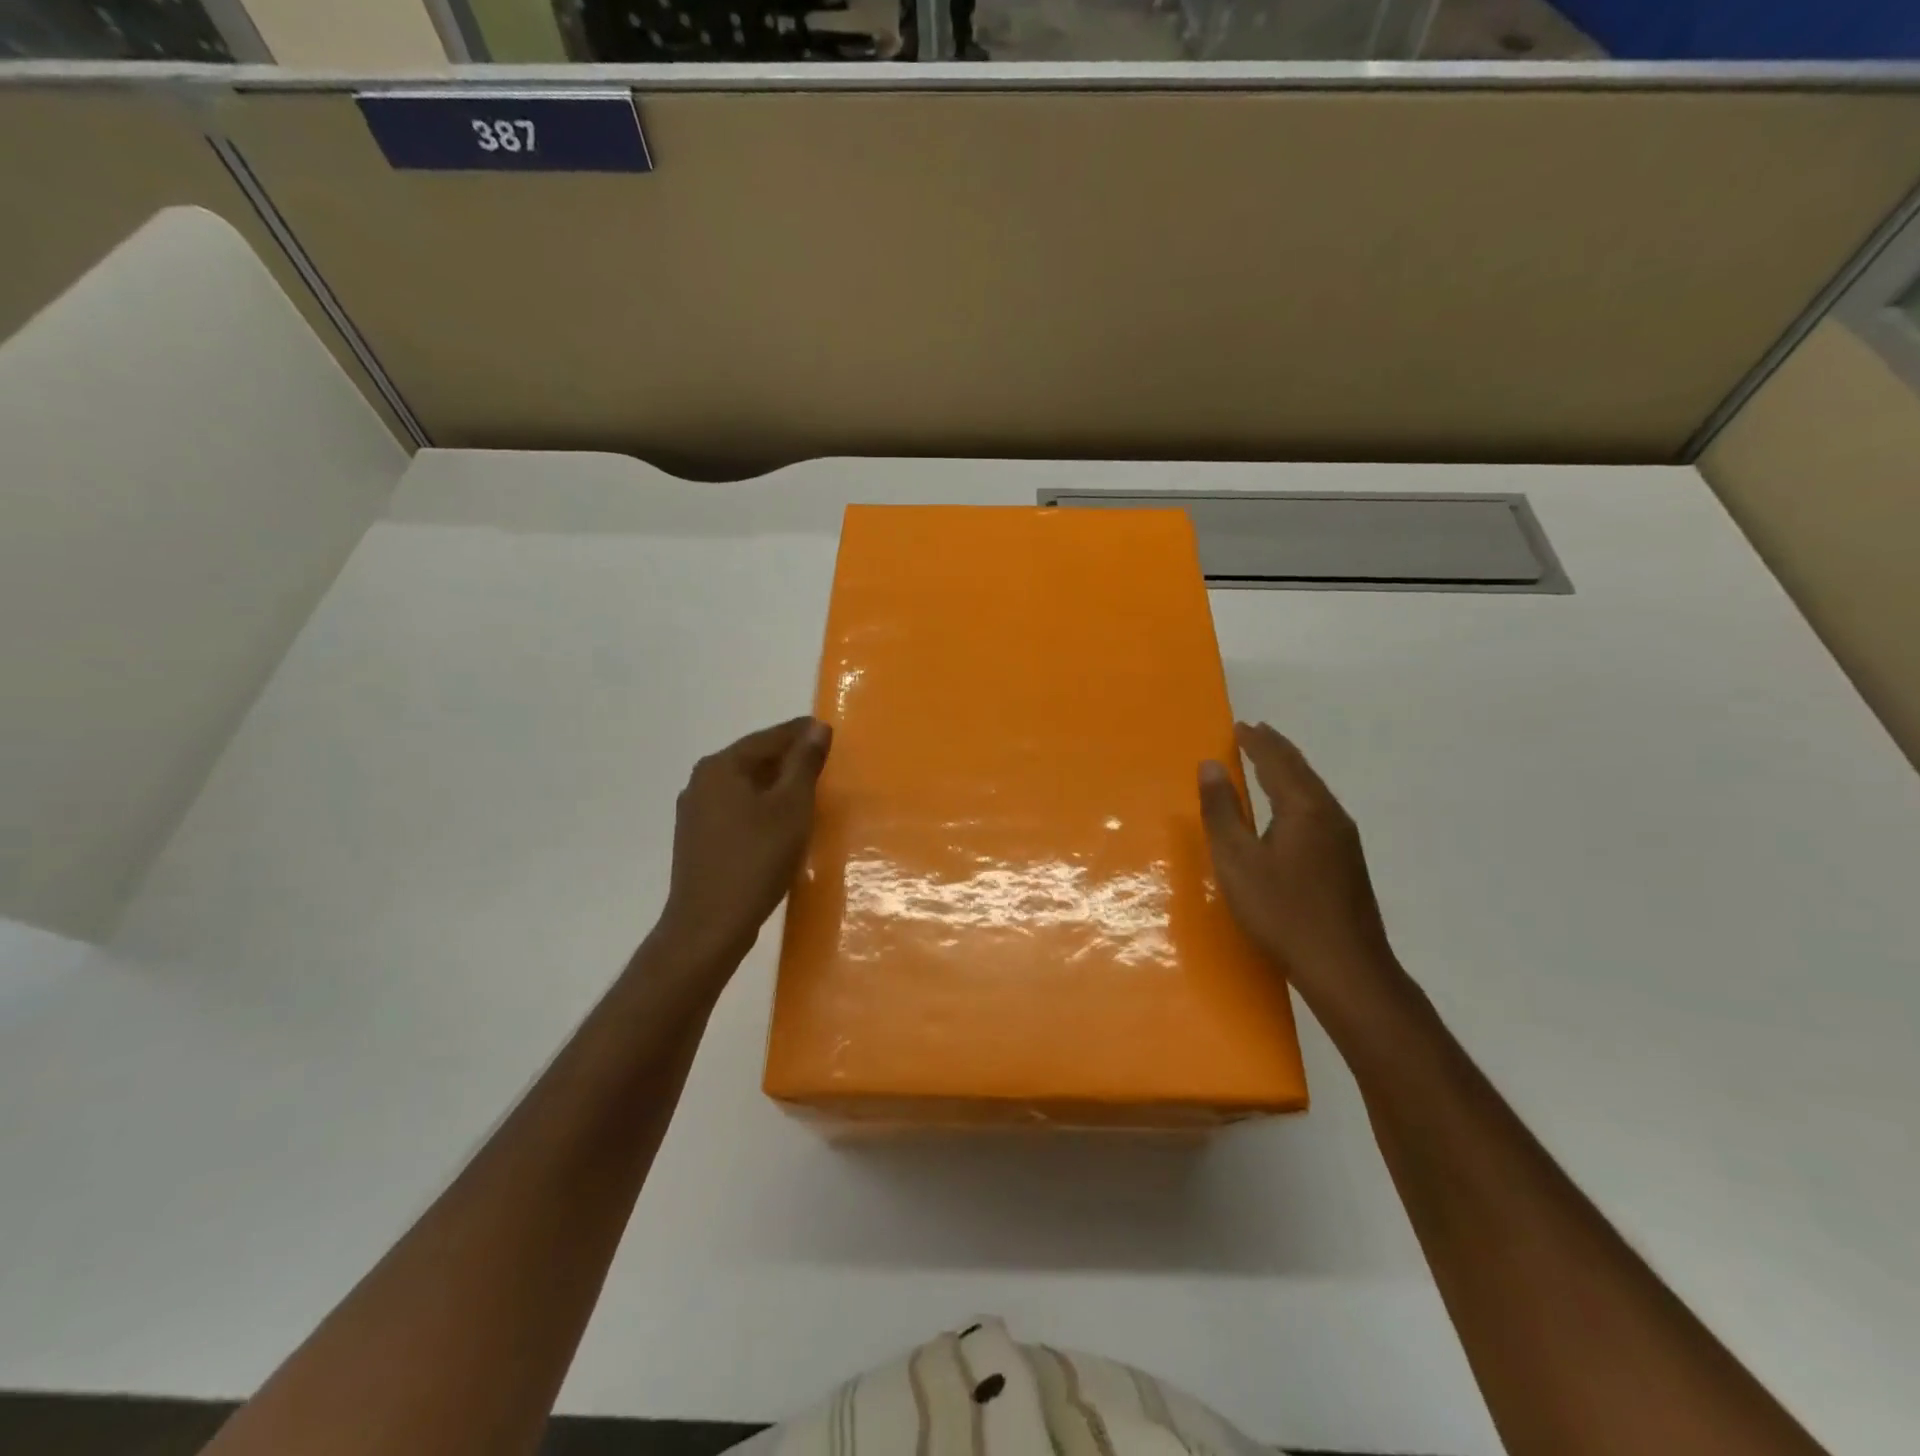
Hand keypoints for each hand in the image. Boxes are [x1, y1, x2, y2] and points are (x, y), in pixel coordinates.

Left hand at [652, 717, 831, 967]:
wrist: (709, 925)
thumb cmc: (756, 859)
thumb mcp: (791, 807)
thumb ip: (805, 763)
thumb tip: (816, 727)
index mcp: (722, 766)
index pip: (770, 737)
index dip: (802, 733)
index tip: (829, 733)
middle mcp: (702, 781)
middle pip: (754, 759)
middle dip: (789, 759)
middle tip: (825, 764)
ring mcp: (695, 811)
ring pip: (745, 786)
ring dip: (776, 785)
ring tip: (809, 793)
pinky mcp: (698, 839)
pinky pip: (736, 809)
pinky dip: (761, 808)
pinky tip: (780, 823)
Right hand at [1198, 722, 1400, 1016]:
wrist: (1345, 968)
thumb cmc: (1282, 911)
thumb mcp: (1237, 861)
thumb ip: (1222, 811)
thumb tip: (1210, 765)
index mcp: (1304, 808)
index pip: (1277, 761)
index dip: (1257, 742)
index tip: (1240, 726)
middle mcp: (1330, 815)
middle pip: (1301, 771)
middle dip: (1276, 750)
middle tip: (1254, 734)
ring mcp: (1344, 840)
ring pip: (1313, 791)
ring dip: (1288, 771)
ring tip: (1267, 763)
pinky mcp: (1348, 862)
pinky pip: (1318, 810)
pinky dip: (1298, 795)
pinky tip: (1290, 811)